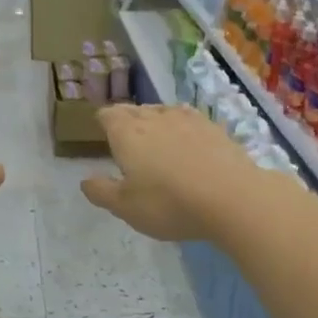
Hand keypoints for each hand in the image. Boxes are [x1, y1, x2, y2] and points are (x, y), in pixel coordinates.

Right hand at [80, 103, 265, 242]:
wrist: (232, 197)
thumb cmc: (169, 204)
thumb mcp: (126, 208)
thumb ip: (102, 192)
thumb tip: (85, 180)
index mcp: (127, 133)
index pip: (108, 115)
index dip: (103, 121)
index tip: (102, 131)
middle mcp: (154, 118)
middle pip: (134, 110)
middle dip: (127, 120)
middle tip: (126, 138)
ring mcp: (187, 119)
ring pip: (162, 111)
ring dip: (154, 121)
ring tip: (155, 138)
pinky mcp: (214, 128)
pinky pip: (189, 120)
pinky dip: (182, 128)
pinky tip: (187, 142)